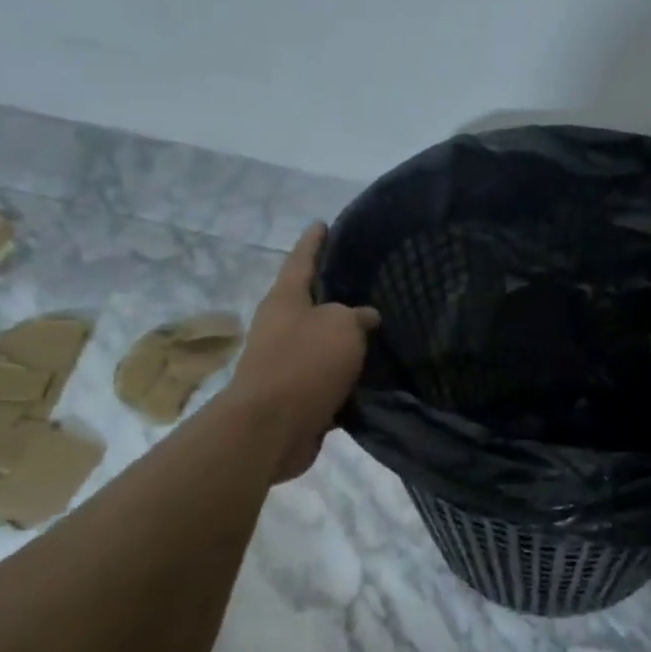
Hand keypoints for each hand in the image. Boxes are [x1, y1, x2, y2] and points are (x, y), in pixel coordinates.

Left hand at [222, 223, 379, 482]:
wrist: (271, 428)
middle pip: (310, 303)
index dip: (314, 241)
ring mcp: (285, 362)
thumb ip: (356, 316)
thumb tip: (364, 318)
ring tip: (379, 332)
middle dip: (334, 294)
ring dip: (344, 340)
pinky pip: (327, 378)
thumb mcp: (340, 326)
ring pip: (321, 343)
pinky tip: (374, 375)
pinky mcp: (296, 396)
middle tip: (367, 284)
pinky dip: (347, 376)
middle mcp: (280, 326)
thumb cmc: (304, 364)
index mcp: (285, 299)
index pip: (301, 260)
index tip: (322, 224)